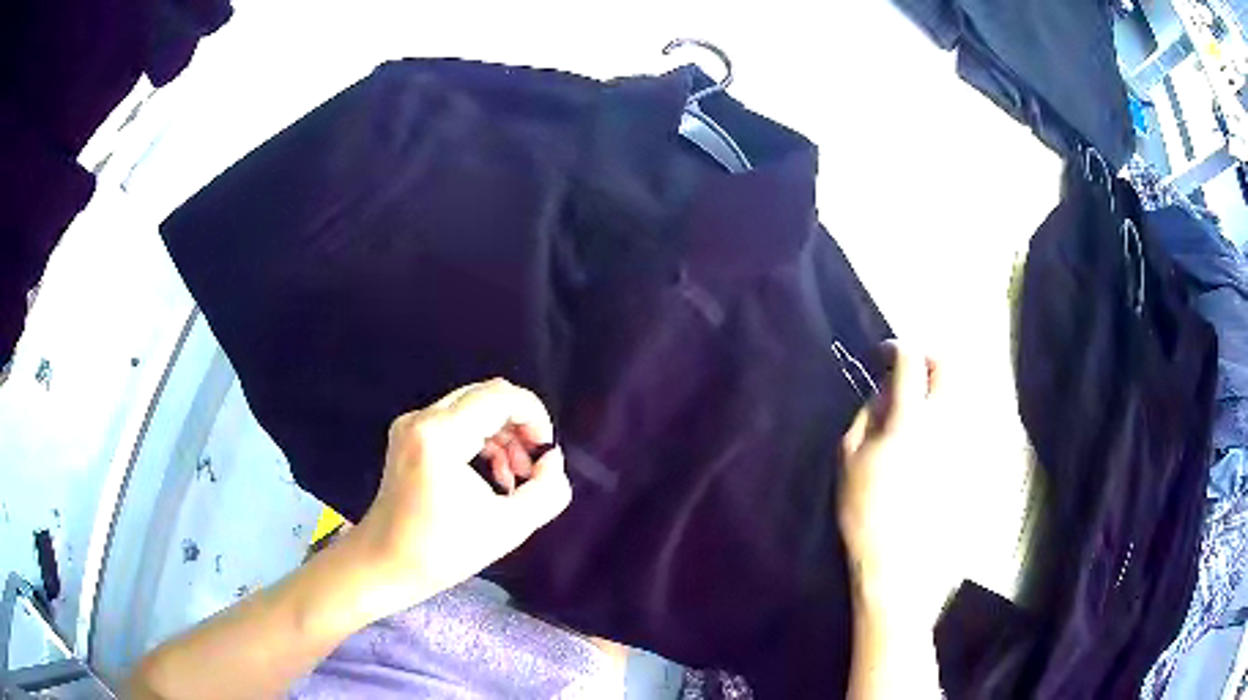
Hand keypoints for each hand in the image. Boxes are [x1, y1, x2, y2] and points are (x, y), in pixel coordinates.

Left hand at [347, 378, 572, 617]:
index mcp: (441, 435)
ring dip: (501, 435)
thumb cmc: (443, 551)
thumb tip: (552, 459)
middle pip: (486, 396)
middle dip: (518, 426)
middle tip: (532, 468)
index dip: (534, 415)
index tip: (545, 452)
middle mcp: (422, 418)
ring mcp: (411, 425)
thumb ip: (547, 490)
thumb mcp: (509, 527)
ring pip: (472, 408)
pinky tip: (491, 476)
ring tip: (514, 478)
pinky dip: (480, 441)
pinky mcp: (408, 437)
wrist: (385, 564)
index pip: (499, 396)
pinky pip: (455, 422)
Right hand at [838, 341, 952, 628]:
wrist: (899, 562)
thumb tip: (884, 388)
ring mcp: (963, 442)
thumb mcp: (849, 458)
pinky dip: (949, 415)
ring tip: (920, 404)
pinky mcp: (971, 461)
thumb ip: (868, 414)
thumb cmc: (865, 512)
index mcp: (910, 421)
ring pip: (961, 392)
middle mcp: (945, 423)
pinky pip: (965, 422)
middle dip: (930, 357)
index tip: (885, 354)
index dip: (897, 348)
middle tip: (911, 369)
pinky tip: (932, 436)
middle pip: (950, 367)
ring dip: (940, 386)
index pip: (912, 362)